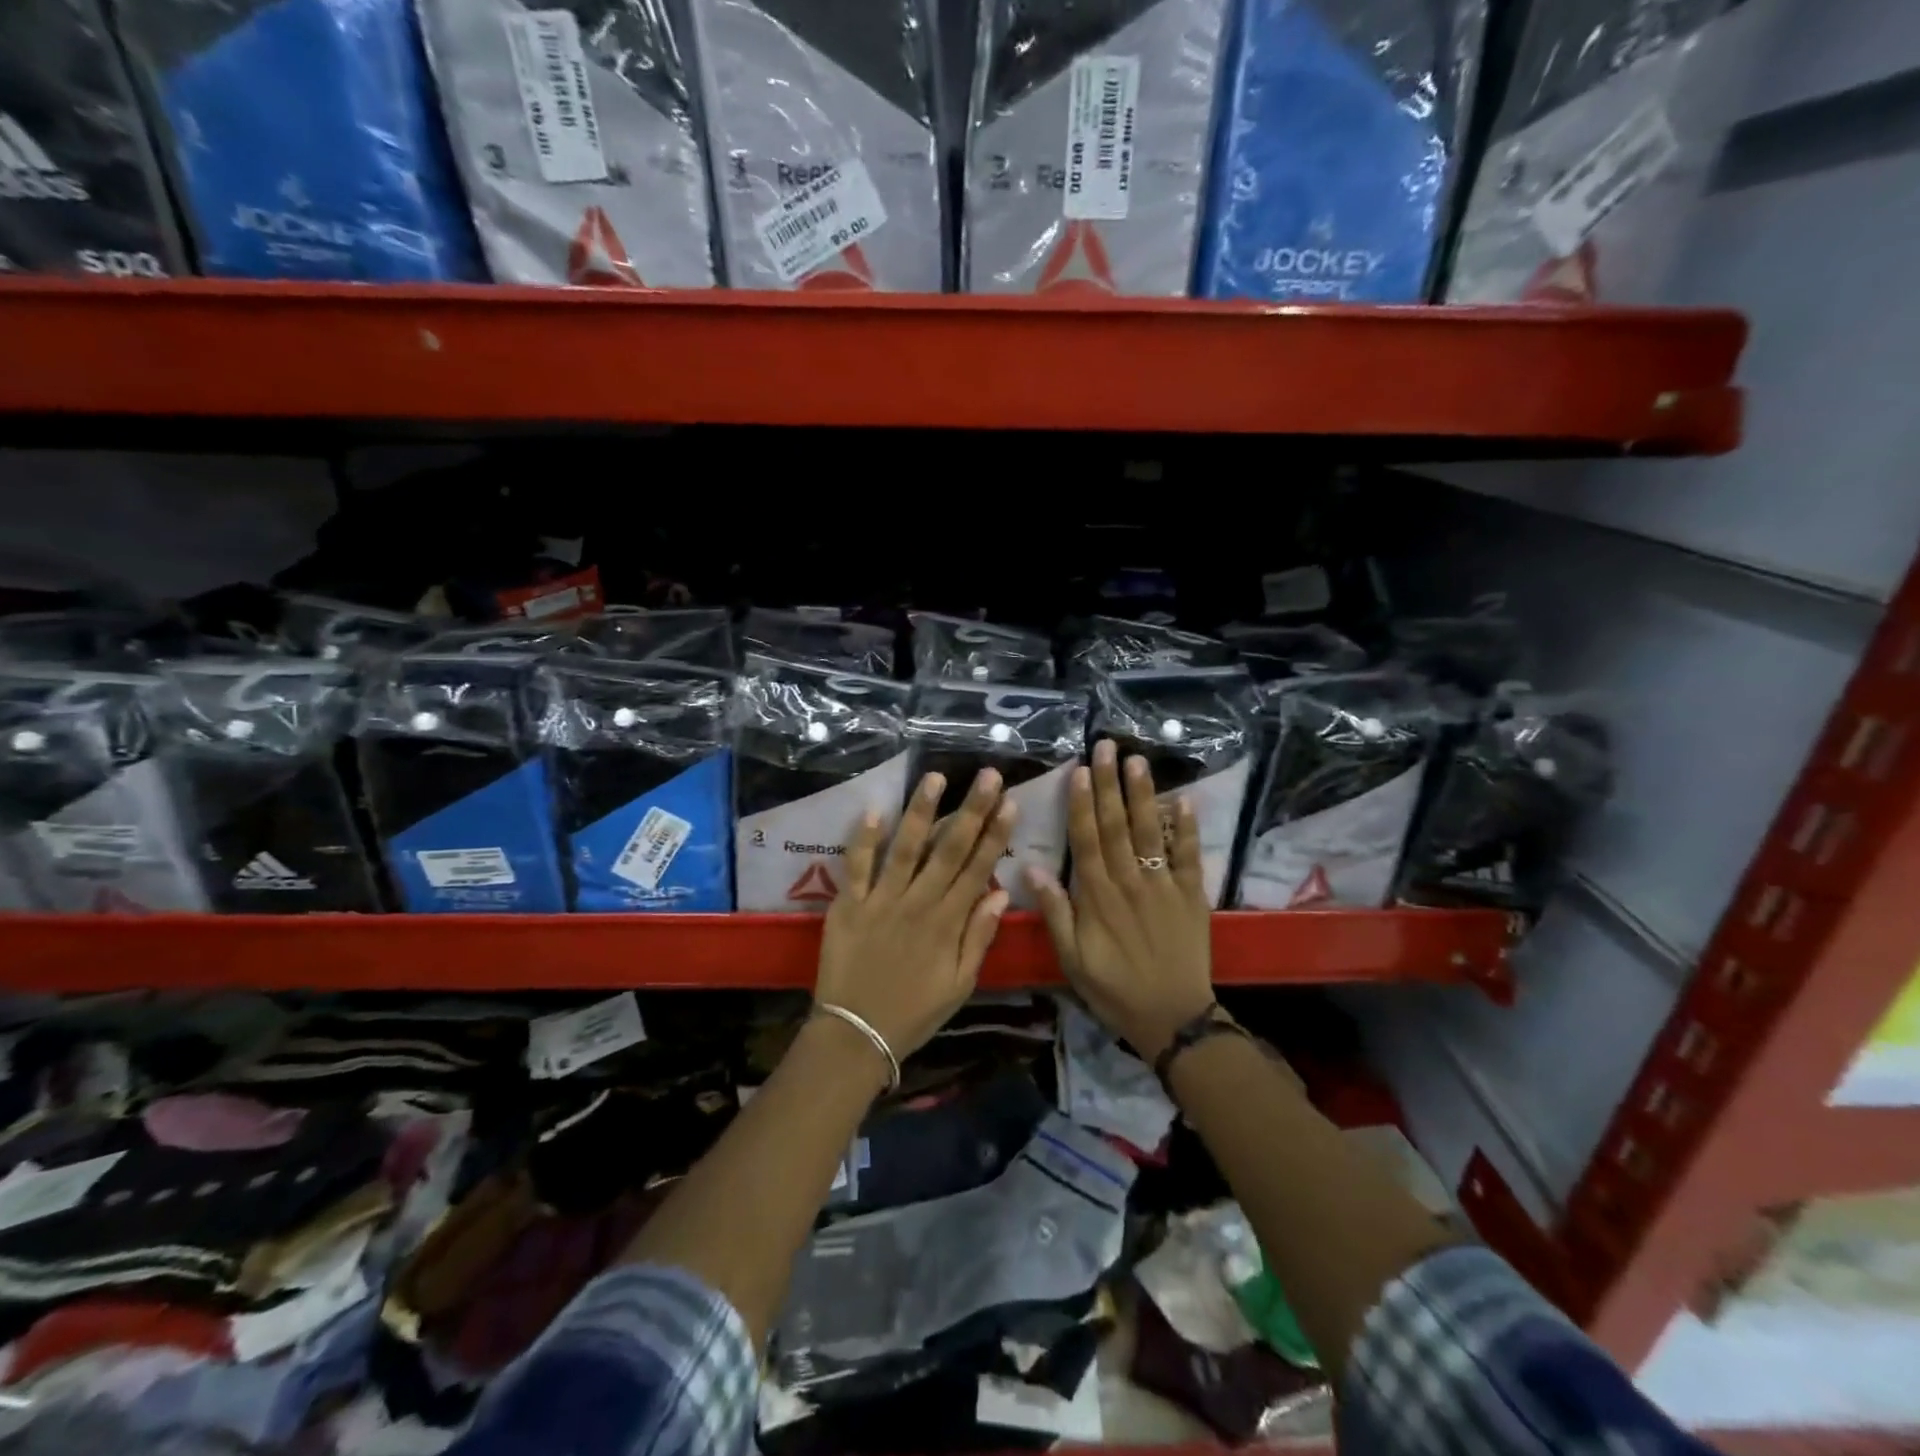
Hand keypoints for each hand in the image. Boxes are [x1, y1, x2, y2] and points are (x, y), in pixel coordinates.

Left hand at [815, 768, 1016, 1070]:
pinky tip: (874, 810)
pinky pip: (857, 867)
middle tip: (988, 775)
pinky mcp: (848, 905)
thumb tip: (998, 895)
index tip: (1010, 803)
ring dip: (921, 811)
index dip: (995, 835)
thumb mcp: (959, 985)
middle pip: (949, 850)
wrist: (855, 1035)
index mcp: (947, 923)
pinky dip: (864, 839)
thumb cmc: (913, 1012)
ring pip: (906, 849)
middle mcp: (918, 903)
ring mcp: (881, 901)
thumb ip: (978, 938)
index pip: (977, 870)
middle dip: (971, 810)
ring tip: (935, 777)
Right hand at [1029, 738, 1214, 1061]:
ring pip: (1151, 832)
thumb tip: (1031, 868)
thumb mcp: (1072, 959)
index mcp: (1097, 896)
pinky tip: (1183, 801)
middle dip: (1109, 784)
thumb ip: (1055, 912)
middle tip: (1107, 746)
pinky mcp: (1191, 895)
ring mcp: (1163, 885)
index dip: (1081, 803)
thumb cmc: (1114, 989)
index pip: (1086, 839)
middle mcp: (1130, 881)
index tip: (1079, 770)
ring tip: (1138, 761)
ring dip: (1143, 795)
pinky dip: (1187, 829)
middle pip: (1117, 825)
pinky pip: (1188, 856)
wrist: (1173, 1017)